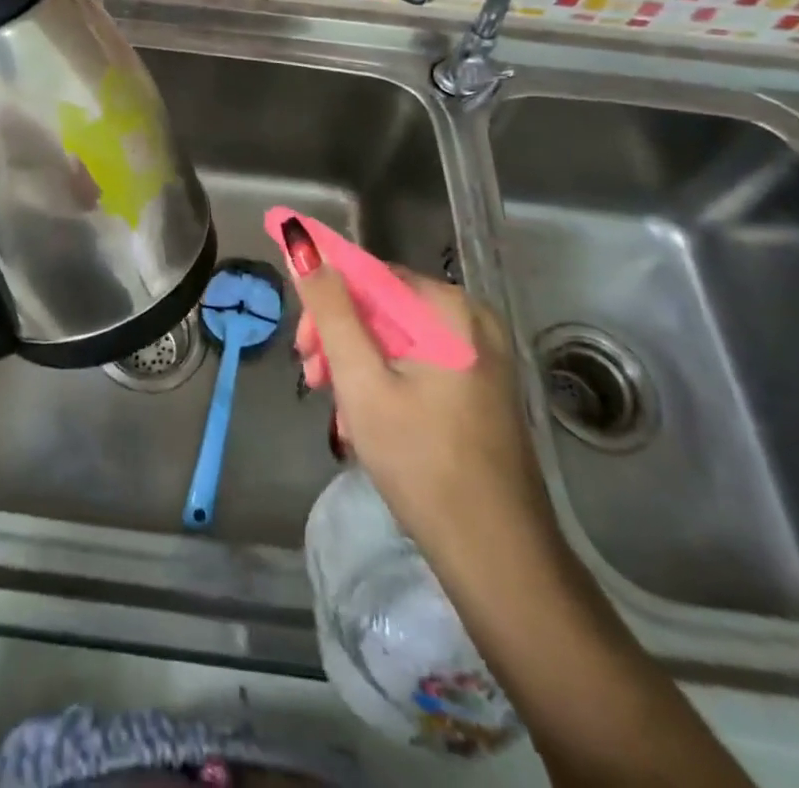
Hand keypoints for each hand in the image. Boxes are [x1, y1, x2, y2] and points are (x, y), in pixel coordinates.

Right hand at [284, 225, 552, 568]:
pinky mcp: (480, 387)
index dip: (324, 301)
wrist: (499, 560)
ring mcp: (481, 355)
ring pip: (395, 339)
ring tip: (339, 416)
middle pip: (381, 307)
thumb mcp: (361, 381)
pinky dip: (385, 385)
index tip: (300, 347)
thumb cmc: (422, 463)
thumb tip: (299, 239)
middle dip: (339, 341)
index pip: (366, 275)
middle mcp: (471, 319)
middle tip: (313, 382)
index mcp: (448, 309)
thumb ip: (329, 309)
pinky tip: (368, 425)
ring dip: (357, 368)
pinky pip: (418, 364)